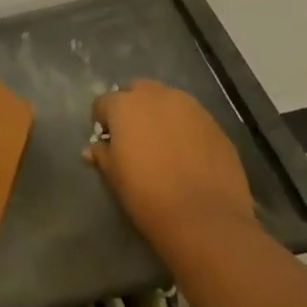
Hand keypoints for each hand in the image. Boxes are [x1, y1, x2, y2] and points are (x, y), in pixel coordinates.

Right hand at [85, 79, 257, 250]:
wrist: (205, 217)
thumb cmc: (148, 195)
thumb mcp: (115, 177)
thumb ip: (102, 155)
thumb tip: (92, 149)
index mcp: (125, 105)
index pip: (103, 102)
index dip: (102, 121)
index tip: (107, 142)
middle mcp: (157, 95)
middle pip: (137, 90)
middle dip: (132, 106)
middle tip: (133, 136)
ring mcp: (190, 106)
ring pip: (167, 100)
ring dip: (159, 114)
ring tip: (162, 144)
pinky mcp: (214, 123)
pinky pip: (191, 117)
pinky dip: (184, 128)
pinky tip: (187, 154)